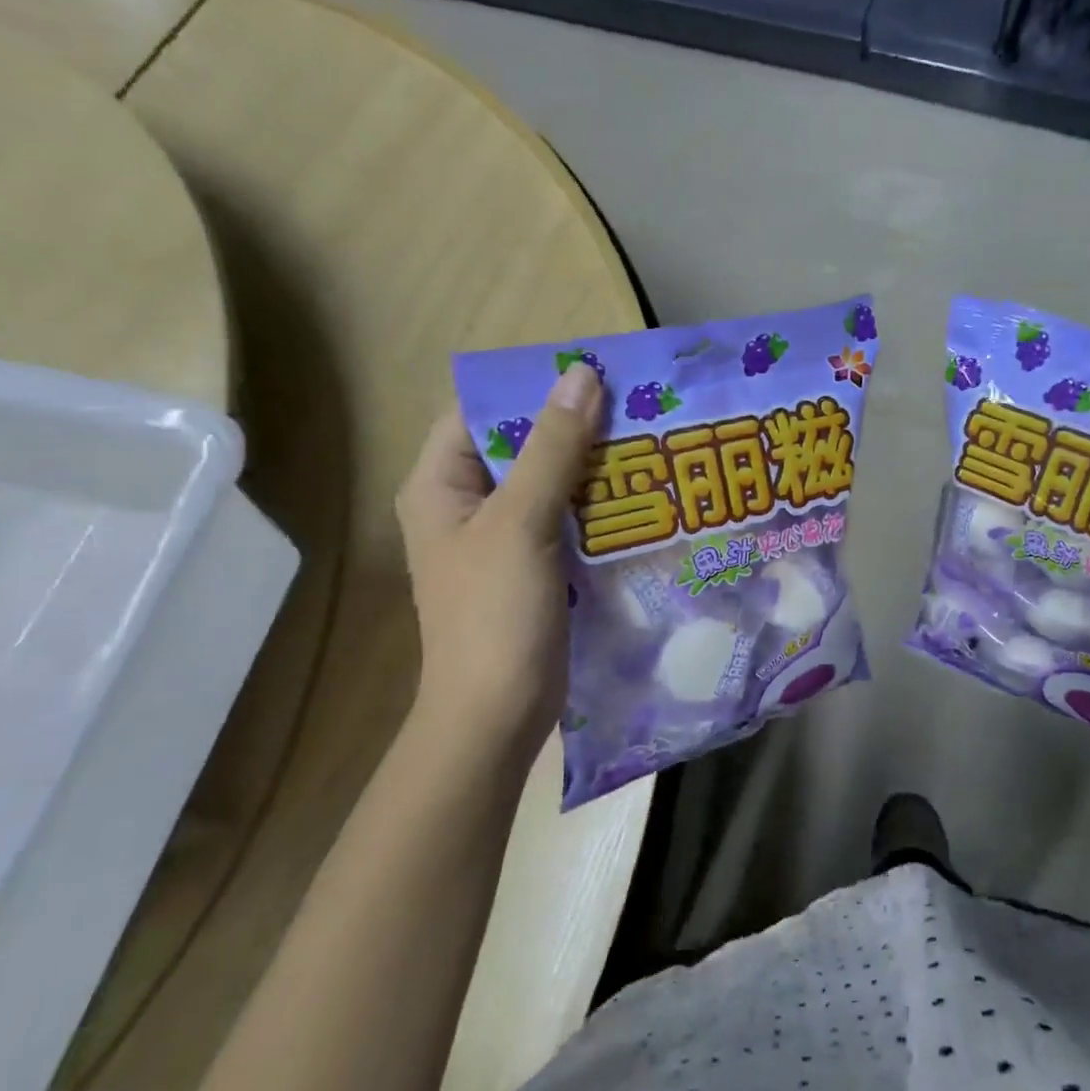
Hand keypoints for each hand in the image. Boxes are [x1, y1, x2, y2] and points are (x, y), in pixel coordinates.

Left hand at [395, 363, 602, 770]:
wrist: (497, 714)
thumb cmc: (494, 614)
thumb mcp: (521, 522)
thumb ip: (552, 449)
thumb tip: (581, 376)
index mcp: (441, 484)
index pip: (480, 411)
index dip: (531, 389)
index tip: (593, 375)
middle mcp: (468, 504)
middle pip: (521, 445)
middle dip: (575, 426)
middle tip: (636, 407)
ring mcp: (502, 538)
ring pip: (550, 482)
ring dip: (593, 465)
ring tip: (648, 442)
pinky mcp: (534, 565)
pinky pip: (566, 518)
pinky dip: (598, 504)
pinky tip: (642, 495)